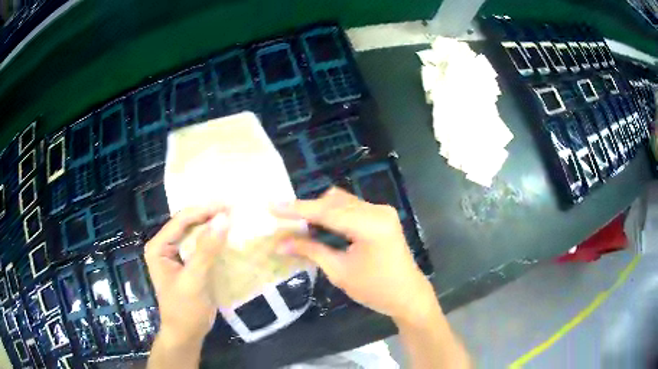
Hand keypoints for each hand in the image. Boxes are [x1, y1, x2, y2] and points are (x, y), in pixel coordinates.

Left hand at [145, 205, 228, 345]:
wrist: (187, 334)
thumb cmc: (185, 309)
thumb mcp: (194, 280)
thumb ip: (206, 250)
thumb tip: (223, 219)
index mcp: (158, 247)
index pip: (181, 220)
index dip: (204, 210)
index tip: (228, 204)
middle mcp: (165, 246)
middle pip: (188, 223)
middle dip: (209, 215)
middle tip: (234, 208)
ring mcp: (176, 255)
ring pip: (195, 233)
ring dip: (213, 226)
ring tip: (234, 217)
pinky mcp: (188, 264)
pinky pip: (202, 246)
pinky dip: (215, 240)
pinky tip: (229, 236)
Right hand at [272, 187, 435, 322]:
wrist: (407, 295)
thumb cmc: (375, 290)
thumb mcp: (339, 271)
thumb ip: (310, 250)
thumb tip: (279, 243)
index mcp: (370, 225)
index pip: (327, 212)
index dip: (297, 209)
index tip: (272, 206)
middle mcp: (377, 210)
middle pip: (334, 201)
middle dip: (308, 210)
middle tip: (284, 222)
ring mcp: (382, 211)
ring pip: (342, 201)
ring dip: (320, 210)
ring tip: (301, 226)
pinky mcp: (382, 215)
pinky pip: (352, 207)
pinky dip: (334, 214)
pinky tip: (321, 226)